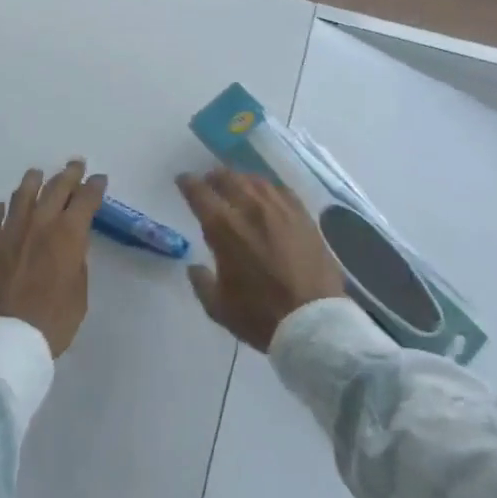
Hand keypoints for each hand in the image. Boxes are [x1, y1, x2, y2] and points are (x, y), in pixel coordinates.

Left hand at [0, 160, 106, 358]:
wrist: (3, 341)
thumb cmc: (51, 323)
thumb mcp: (79, 296)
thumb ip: (76, 264)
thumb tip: (72, 247)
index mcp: (67, 236)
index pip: (85, 200)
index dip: (94, 187)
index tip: (99, 179)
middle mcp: (39, 225)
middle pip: (55, 189)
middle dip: (68, 174)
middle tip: (75, 165)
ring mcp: (8, 232)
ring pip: (22, 196)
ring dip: (33, 182)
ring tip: (37, 174)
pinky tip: (0, 207)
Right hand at [177, 169, 344, 351]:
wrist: (313, 321)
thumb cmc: (261, 316)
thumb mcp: (219, 308)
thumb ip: (201, 283)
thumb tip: (194, 267)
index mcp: (224, 228)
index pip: (200, 193)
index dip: (188, 183)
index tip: (183, 180)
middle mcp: (250, 209)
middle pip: (228, 178)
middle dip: (214, 176)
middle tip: (209, 181)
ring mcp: (280, 209)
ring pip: (255, 180)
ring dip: (241, 179)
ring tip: (237, 184)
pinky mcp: (303, 216)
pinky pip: (281, 190)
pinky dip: (268, 188)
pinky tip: (267, 195)